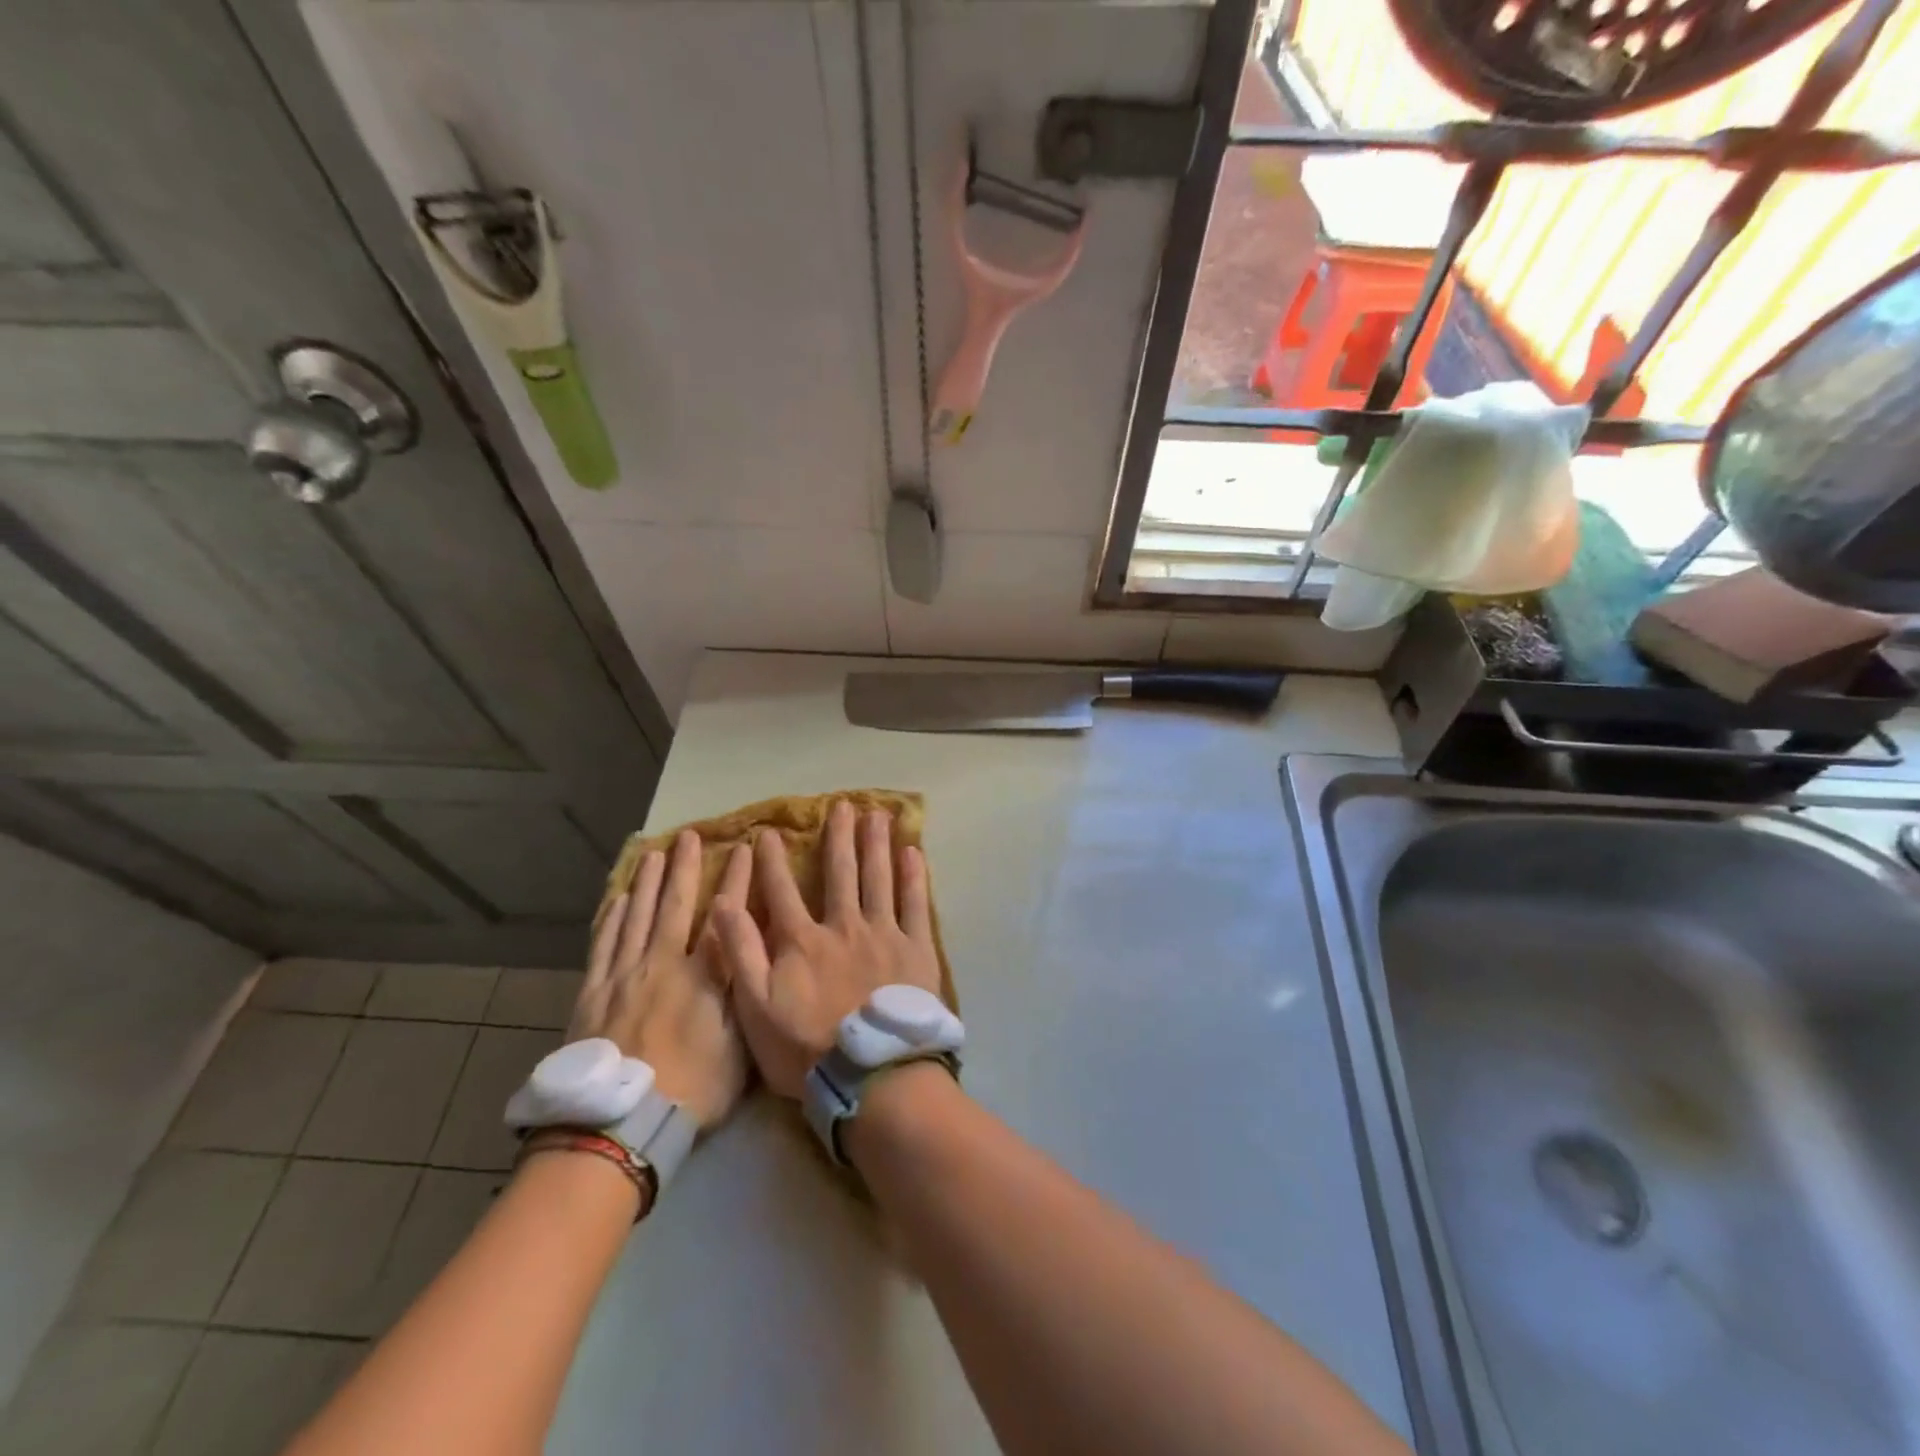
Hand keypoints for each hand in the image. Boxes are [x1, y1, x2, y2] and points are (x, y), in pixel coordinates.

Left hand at [569, 831, 751, 1129]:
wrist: (619, 1123)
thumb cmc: (691, 1089)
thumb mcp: (739, 1045)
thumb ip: (745, 993)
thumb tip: (754, 952)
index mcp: (702, 976)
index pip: (725, 916)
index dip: (736, 880)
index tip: (743, 849)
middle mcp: (662, 964)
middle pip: (674, 906)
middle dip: (684, 868)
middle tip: (688, 835)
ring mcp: (623, 976)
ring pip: (635, 917)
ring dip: (645, 883)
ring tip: (652, 854)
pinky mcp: (593, 993)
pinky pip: (603, 945)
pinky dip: (611, 918)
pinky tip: (616, 900)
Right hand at [713, 801, 941, 1098]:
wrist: (871, 1074)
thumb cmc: (806, 1049)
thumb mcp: (755, 1008)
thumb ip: (740, 952)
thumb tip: (722, 902)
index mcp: (803, 940)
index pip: (782, 891)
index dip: (772, 861)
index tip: (769, 832)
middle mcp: (844, 925)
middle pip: (840, 872)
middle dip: (838, 836)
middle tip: (842, 805)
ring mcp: (884, 933)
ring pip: (878, 877)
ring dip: (876, 844)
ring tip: (877, 814)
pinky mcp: (916, 948)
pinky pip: (915, 903)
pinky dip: (913, 876)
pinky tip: (913, 851)